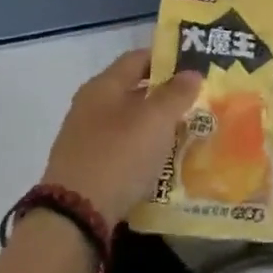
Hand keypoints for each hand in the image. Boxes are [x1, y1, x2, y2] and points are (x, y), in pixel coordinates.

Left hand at [41, 50, 200, 226]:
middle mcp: (90, 105)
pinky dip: (143, 149)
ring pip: (129, 121)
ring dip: (155, 125)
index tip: (194, 66)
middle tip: (197, 102)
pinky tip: (162, 161)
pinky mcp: (88, 165)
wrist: (75, 213)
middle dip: (165, 95)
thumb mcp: (155, 120)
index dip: (166, 58)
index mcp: (104, 86)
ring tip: (186, 133)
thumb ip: (176, 93)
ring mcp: (86, 137)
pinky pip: (122, 148)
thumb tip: (191, 72)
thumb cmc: (119, 155)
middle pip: (133, 90)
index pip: (137, 58)